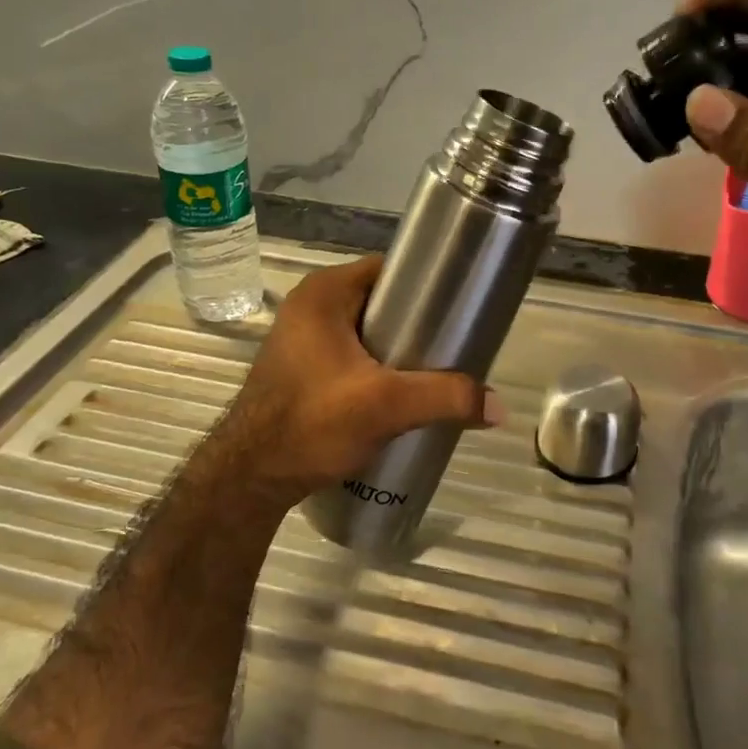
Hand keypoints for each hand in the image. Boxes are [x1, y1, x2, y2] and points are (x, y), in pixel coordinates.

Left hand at [205, 255, 501, 500]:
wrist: (248, 478)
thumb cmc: (311, 422)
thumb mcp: (385, 406)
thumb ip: (445, 398)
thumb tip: (499, 407)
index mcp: (324, 292)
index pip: (389, 270)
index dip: (427, 286)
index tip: (459, 309)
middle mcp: (309, 306)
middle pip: (380, 302)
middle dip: (417, 324)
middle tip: (452, 348)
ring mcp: (301, 338)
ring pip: (366, 332)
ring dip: (397, 350)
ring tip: (434, 373)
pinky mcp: (300, 369)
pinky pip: (351, 355)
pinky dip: (376, 368)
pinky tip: (399, 394)